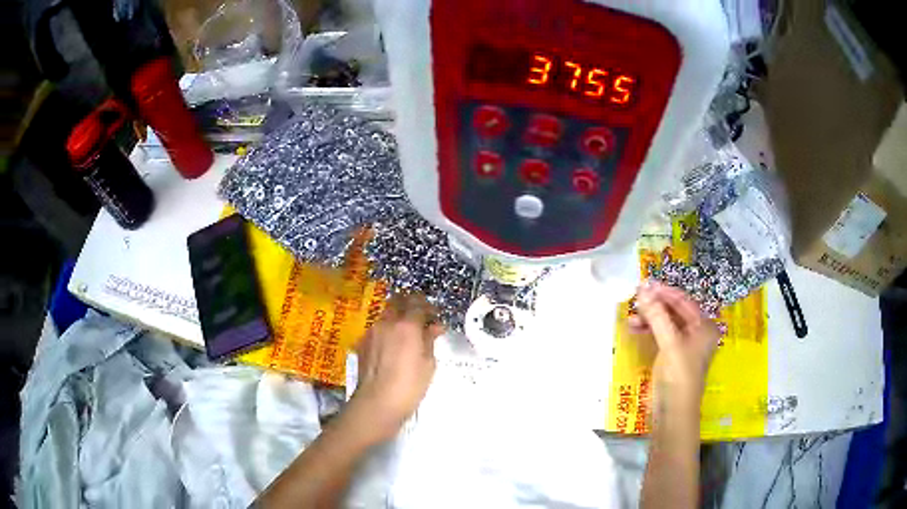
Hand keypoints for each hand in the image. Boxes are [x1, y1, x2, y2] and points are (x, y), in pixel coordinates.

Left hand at [348, 294, 444, 440]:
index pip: (417, 303)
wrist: (377, 403)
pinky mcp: (362, 343)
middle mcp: (387, 322)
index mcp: (407, 325)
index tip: (433, 318)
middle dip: (409, 305)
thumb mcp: (428, 364)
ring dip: (396, 318)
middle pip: (398, 301)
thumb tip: (434, 327)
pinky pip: (377, 329)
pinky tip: (391, 348)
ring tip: (405, 336)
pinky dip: (386, 331)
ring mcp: (371, 332)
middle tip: (419, 320)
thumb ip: (429, 340)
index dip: (427, 307)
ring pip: (386, 315)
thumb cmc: (409, 386)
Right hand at [629, 282, 719, 411]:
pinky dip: (649, 330)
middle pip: (674, 310)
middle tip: (634, 300)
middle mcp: (697, 332)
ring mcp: (684, 344)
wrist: (673, 413)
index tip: (643, 284)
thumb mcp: (670, 343)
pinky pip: (661, 335)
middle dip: (654, 305)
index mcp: (704, 326)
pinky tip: (635, 329)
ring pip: (666, 322)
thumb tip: (643, 288)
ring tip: (631, 318)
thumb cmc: (679, 376)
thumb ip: (657, 315)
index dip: (664, 292)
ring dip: (649, 318)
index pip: (683, 300)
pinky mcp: (672, 356)